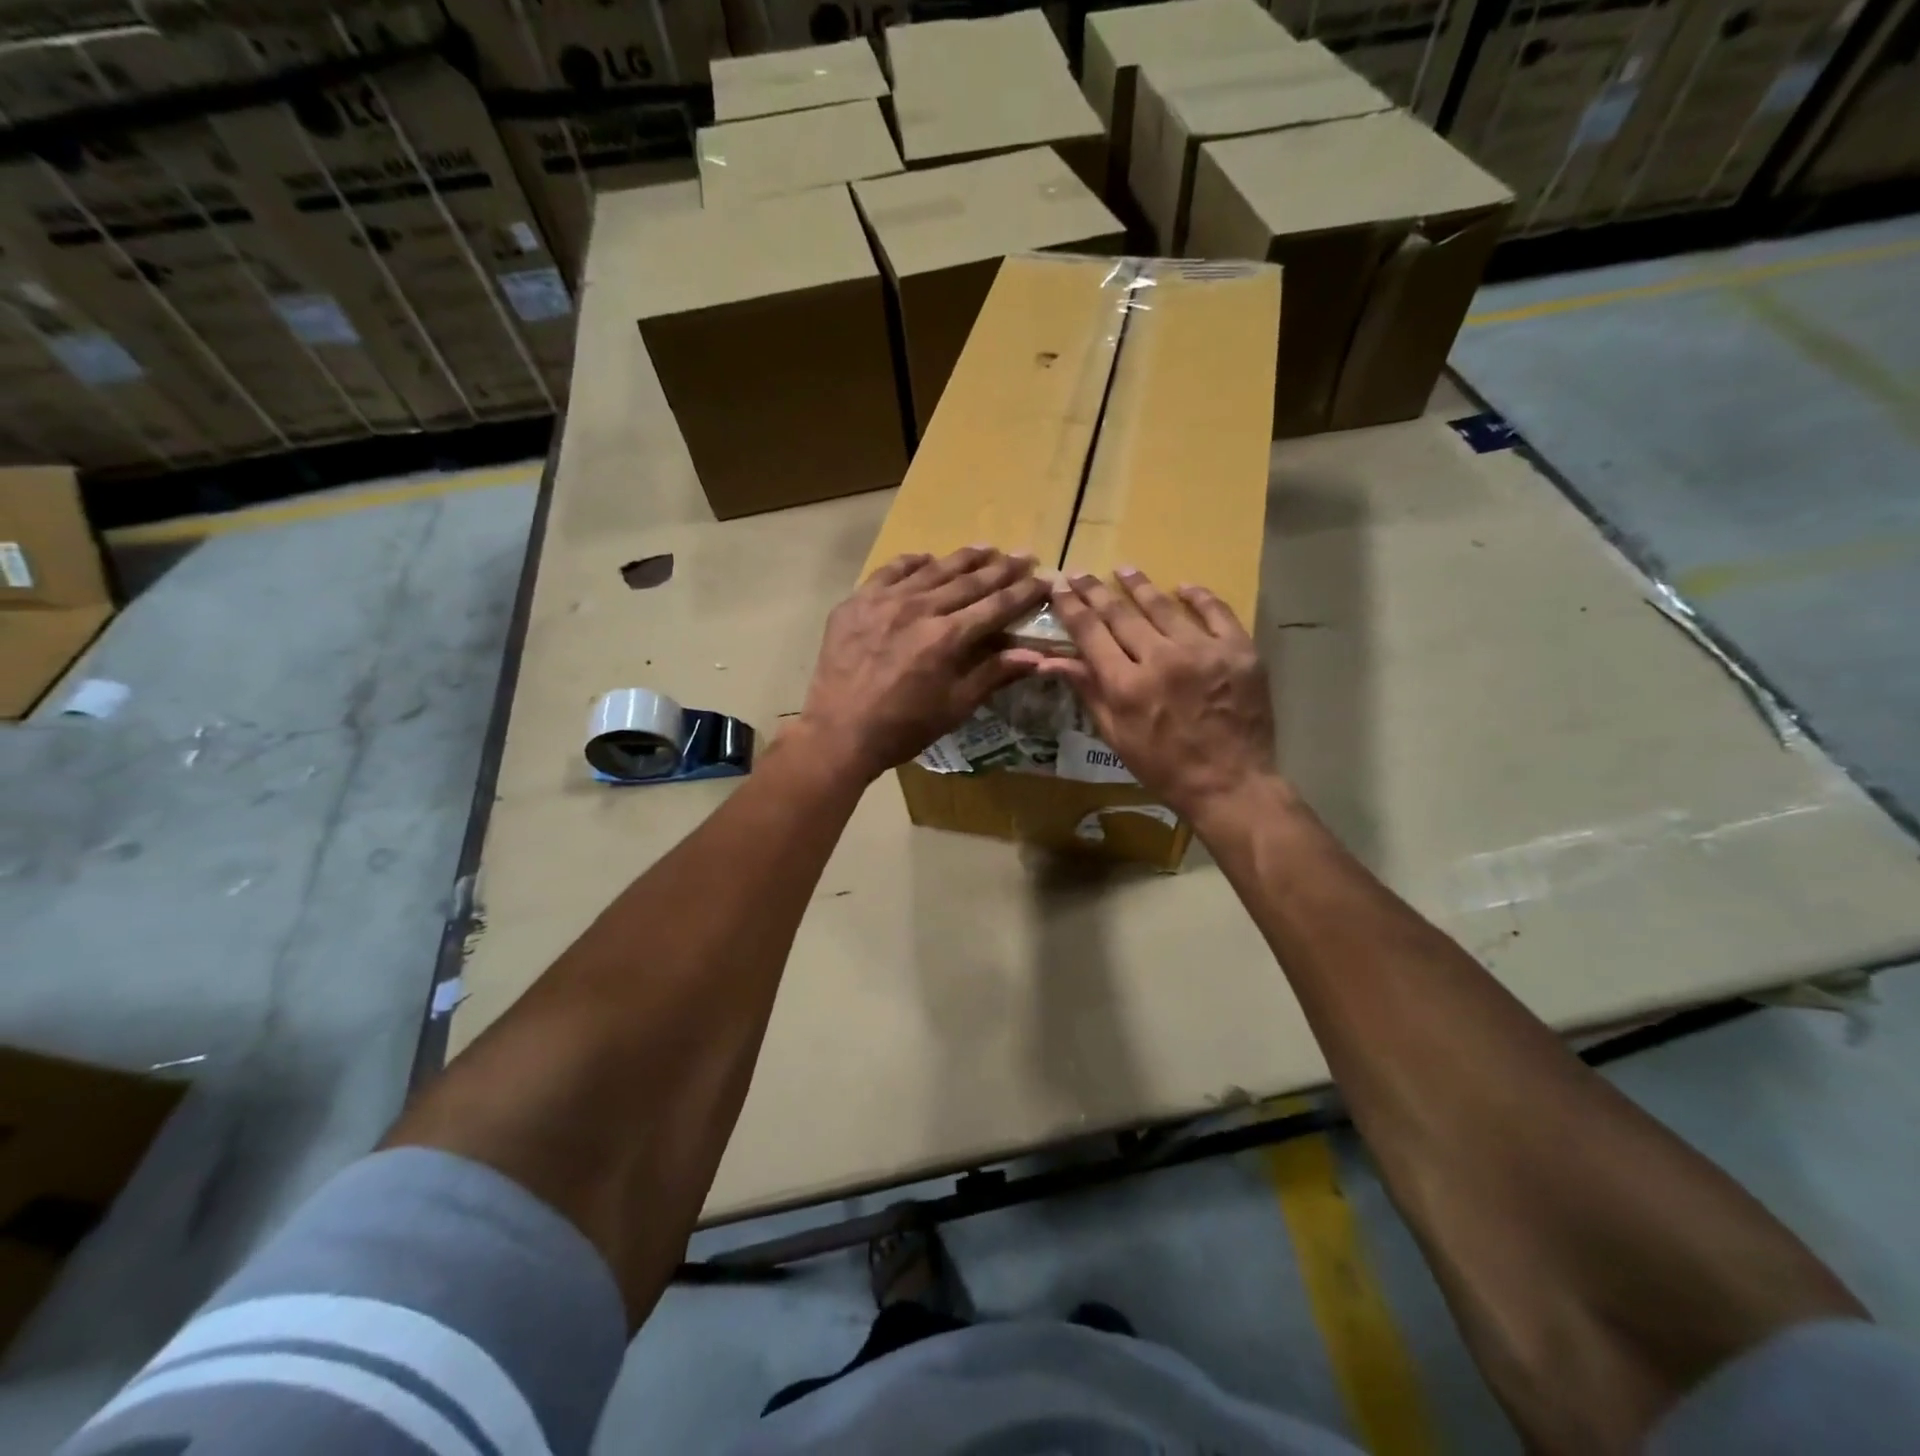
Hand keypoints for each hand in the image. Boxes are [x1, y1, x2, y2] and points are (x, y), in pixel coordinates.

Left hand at [796, 547, 1049, 783]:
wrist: (838, 732)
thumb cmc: (903, 728)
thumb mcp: (954, 707)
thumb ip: (993, 674)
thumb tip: (1037, 656)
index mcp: (948, 638)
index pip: (996, 606)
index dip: (1024, 592)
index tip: (1044, 579)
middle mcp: (920, 609)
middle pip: (969, 582)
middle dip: (1001, 569)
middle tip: (1024, 555)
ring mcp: (885, 601)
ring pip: (932, 570)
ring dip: (963, 558)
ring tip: (987, 548)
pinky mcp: (856, 602)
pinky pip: (889, 572)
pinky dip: (911, 563)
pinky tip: (926, 558)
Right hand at [1030, 568, 1278, 827]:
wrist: (1231, 783)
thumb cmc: (1165, 768)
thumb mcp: (1117, 736)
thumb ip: (1088, 691)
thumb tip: (1050, 660)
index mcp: (1126, 685)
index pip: (1090, 633)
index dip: (1072, 607)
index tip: (1059, 588)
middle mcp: (1161, 659)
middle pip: (1120, 613)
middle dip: (1096, 591)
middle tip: (1081, 573)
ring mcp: (1203, 651)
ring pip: (1163, 607)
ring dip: (1139, 585)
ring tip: (1124, 570)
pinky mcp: (1238, 651)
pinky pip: (1216, 612)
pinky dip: (1198, 597)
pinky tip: (1183, 587)